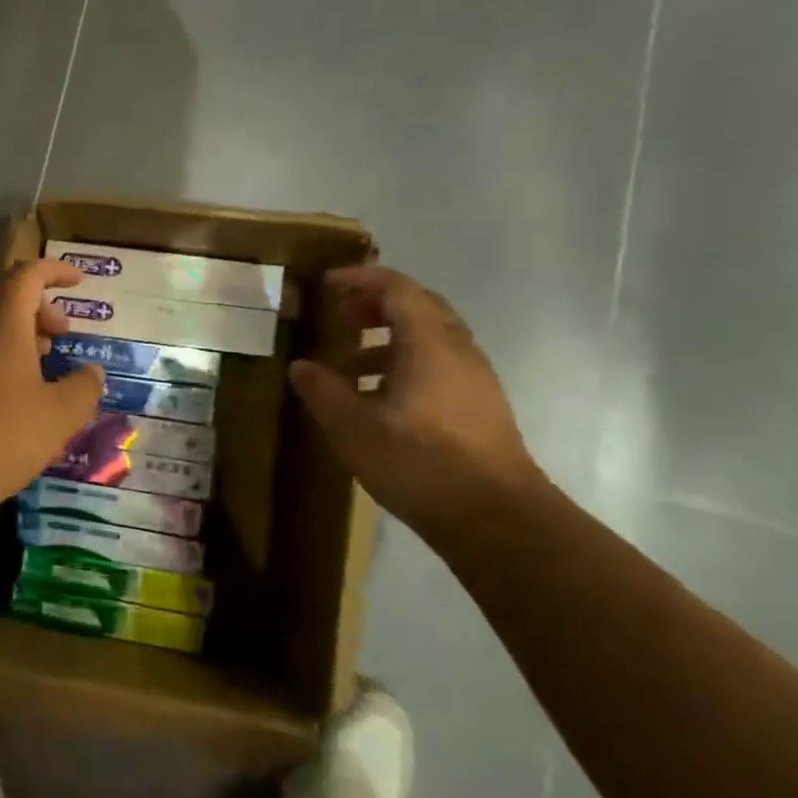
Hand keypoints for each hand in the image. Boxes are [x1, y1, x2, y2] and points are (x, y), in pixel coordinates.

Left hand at [0, 260, 105, 514]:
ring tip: (42, 368)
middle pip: (3, 297)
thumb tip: (92, 372)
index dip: (55, 272)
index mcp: (1, 321)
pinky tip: (11, 398)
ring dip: (16, 335)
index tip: (78, 281)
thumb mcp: (60, 416)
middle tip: (62, 337)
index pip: (28, 275)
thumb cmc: (0, 437)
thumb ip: (84, 387)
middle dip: (38, 309)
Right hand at [288, 265, 548, 538]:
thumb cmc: (421, 464)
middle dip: (375, 304)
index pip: (396, 288)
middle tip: (338, 317)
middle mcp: (457, 350)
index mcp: (429, 344)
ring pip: (429, 337)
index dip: (360, 279)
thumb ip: (324, 392)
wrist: (497, 518)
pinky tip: (380, 399)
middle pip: (418, 306)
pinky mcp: (479, 404)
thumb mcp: (354, 429)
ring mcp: (474, 377)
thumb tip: (300, 366)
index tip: (326, 284)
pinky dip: (405, 363)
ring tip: (348, 364)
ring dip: (388, 338)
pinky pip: (438, 363)